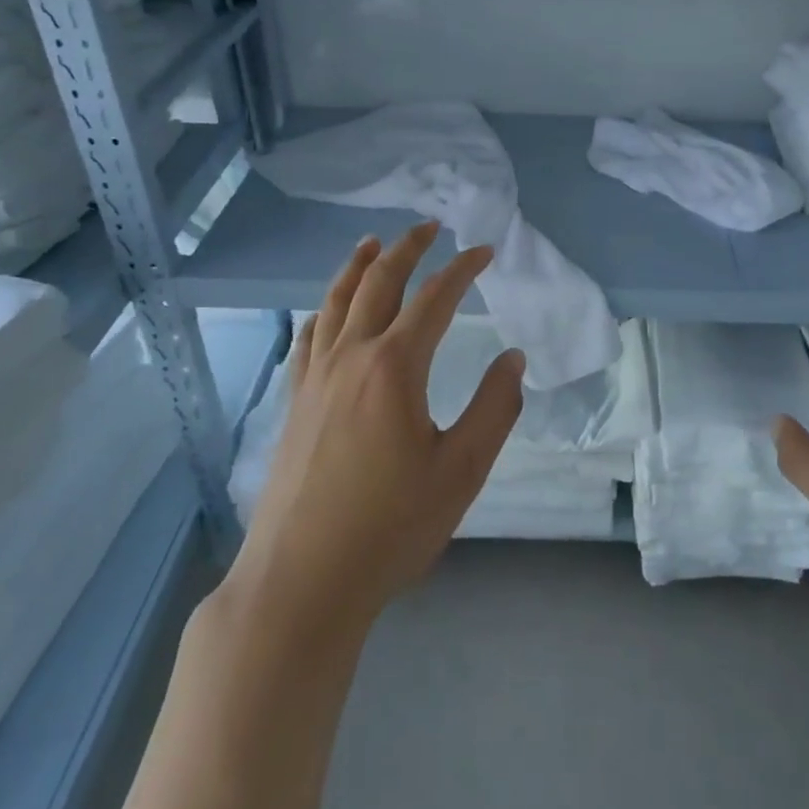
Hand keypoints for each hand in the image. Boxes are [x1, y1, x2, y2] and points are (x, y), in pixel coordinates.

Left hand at [226, 223, 524, 631]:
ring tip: (372, 242)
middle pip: (378, 284)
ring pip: (334, 302)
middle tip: (430, 227)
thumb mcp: (461, 470)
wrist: (301, 581)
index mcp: (394, 367)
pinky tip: (327, 310)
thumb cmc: (390, 527)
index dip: (462, 270)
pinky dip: (323, 309)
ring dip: (357, 266)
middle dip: (407, 249)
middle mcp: (350, 358)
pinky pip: (308, 337)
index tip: (484, 251)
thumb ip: (494, 408)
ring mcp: (315, 379)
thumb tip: (514, 359)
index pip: (435, 299)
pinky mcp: (294, 403)